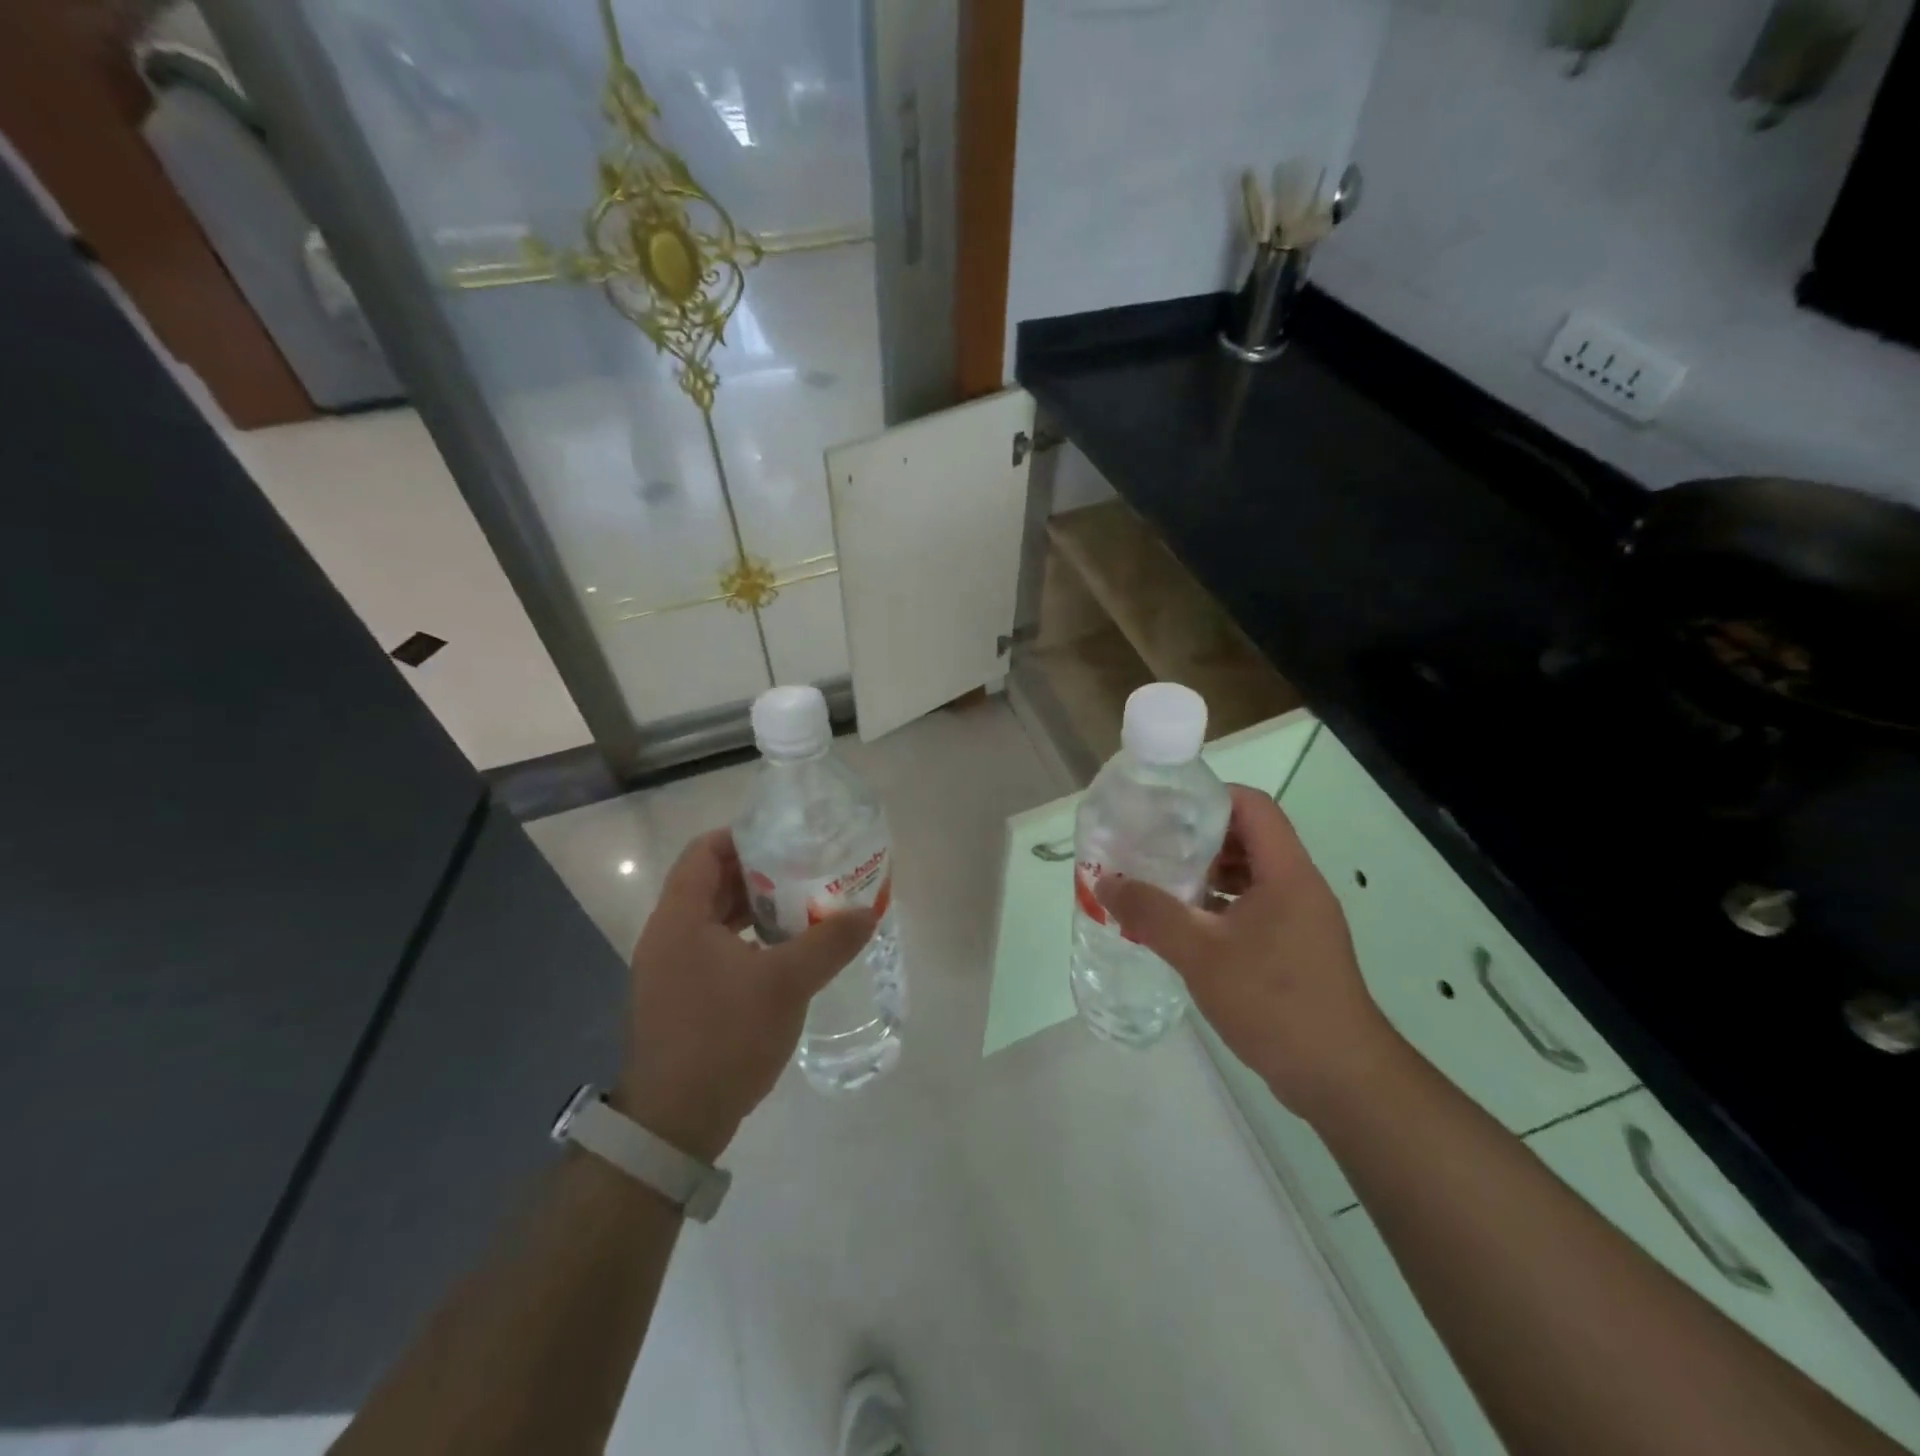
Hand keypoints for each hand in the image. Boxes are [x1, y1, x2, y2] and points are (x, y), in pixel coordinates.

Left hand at [615, 830, 875, 1161]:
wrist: (674, 1124)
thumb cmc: (724, 1038)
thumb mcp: (786, 984)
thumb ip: (828, 942)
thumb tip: (867, 911)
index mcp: (680, 918)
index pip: (703, 851)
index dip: (743, 836)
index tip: (787, 839)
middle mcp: (667, 935)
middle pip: (710, 882)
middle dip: (758, 872)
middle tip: (805, 869)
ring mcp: (669, 969)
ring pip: (713, 918)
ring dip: (754, 908)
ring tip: (801, 905)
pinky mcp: (679, 997)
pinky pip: (713, 948)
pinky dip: (746, 940)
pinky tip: (783, 952)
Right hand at [1096, 786, 1405, 1121]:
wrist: (1339, 1077)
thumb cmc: (1273, 1001)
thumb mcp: (1200, 953)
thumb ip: (1150, 912)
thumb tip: (1105, 882)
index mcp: (1286, 872)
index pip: (1252, 806)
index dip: (1209, 797)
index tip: (1165, 809)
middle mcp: (1298, 886)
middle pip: (1249, 838)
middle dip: (1199, 837)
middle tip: (1153, 845)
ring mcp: (1301, 919)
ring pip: (1251, 875)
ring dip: (1208, 874)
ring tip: (1161, 882)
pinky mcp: (1296, 949)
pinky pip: (1254, 907)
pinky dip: (1220, 906)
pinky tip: (1185, 926)